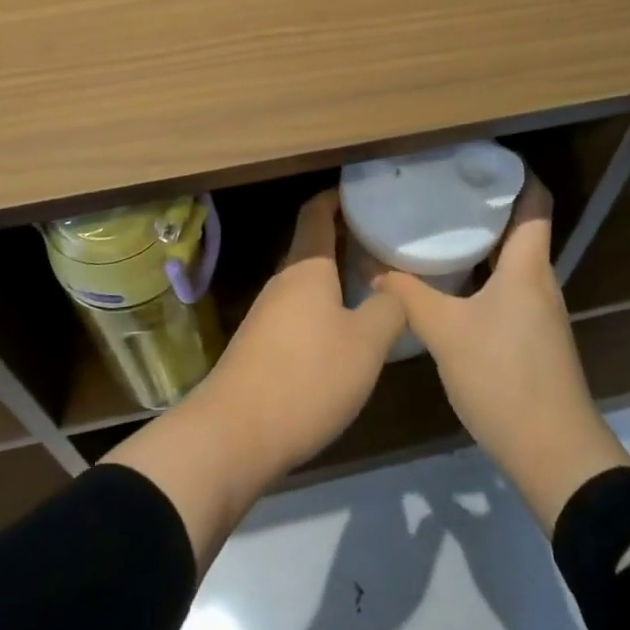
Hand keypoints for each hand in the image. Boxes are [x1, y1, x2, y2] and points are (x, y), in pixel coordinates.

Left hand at [200, 188, 407, 471]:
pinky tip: (344, 333)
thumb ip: (388, 309)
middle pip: (313, 246)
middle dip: (346, 240)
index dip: (338, 197)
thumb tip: (395, 288)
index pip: (317, 212)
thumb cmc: (307, 377)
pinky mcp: (261, 346)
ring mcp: (267, 314)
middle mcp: (284, 281)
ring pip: (307, 282)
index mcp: (307, 267)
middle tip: (384, 244)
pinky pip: (298, 311)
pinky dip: (323, 308)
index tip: (364, 194)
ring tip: (373, 287)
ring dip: (336, 278)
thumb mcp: (365, 344)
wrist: (234, 435)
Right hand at [376, 176, 629, 531]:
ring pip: (510, 258)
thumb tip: (371, 263)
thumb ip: (408, 294)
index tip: (475, 155)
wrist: (556, 457)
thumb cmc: (505, 379)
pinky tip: (448, 279)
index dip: (513, 171)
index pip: (535, 199)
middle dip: (482, 203)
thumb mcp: (446, 333)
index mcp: (527, 265)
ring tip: (436, 225)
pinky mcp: (532, 336)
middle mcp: (539, 279)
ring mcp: (538, 310)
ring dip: (479, 240)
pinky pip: (506, 286)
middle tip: (439, 187)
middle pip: (518, 225)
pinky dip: (480, 272)